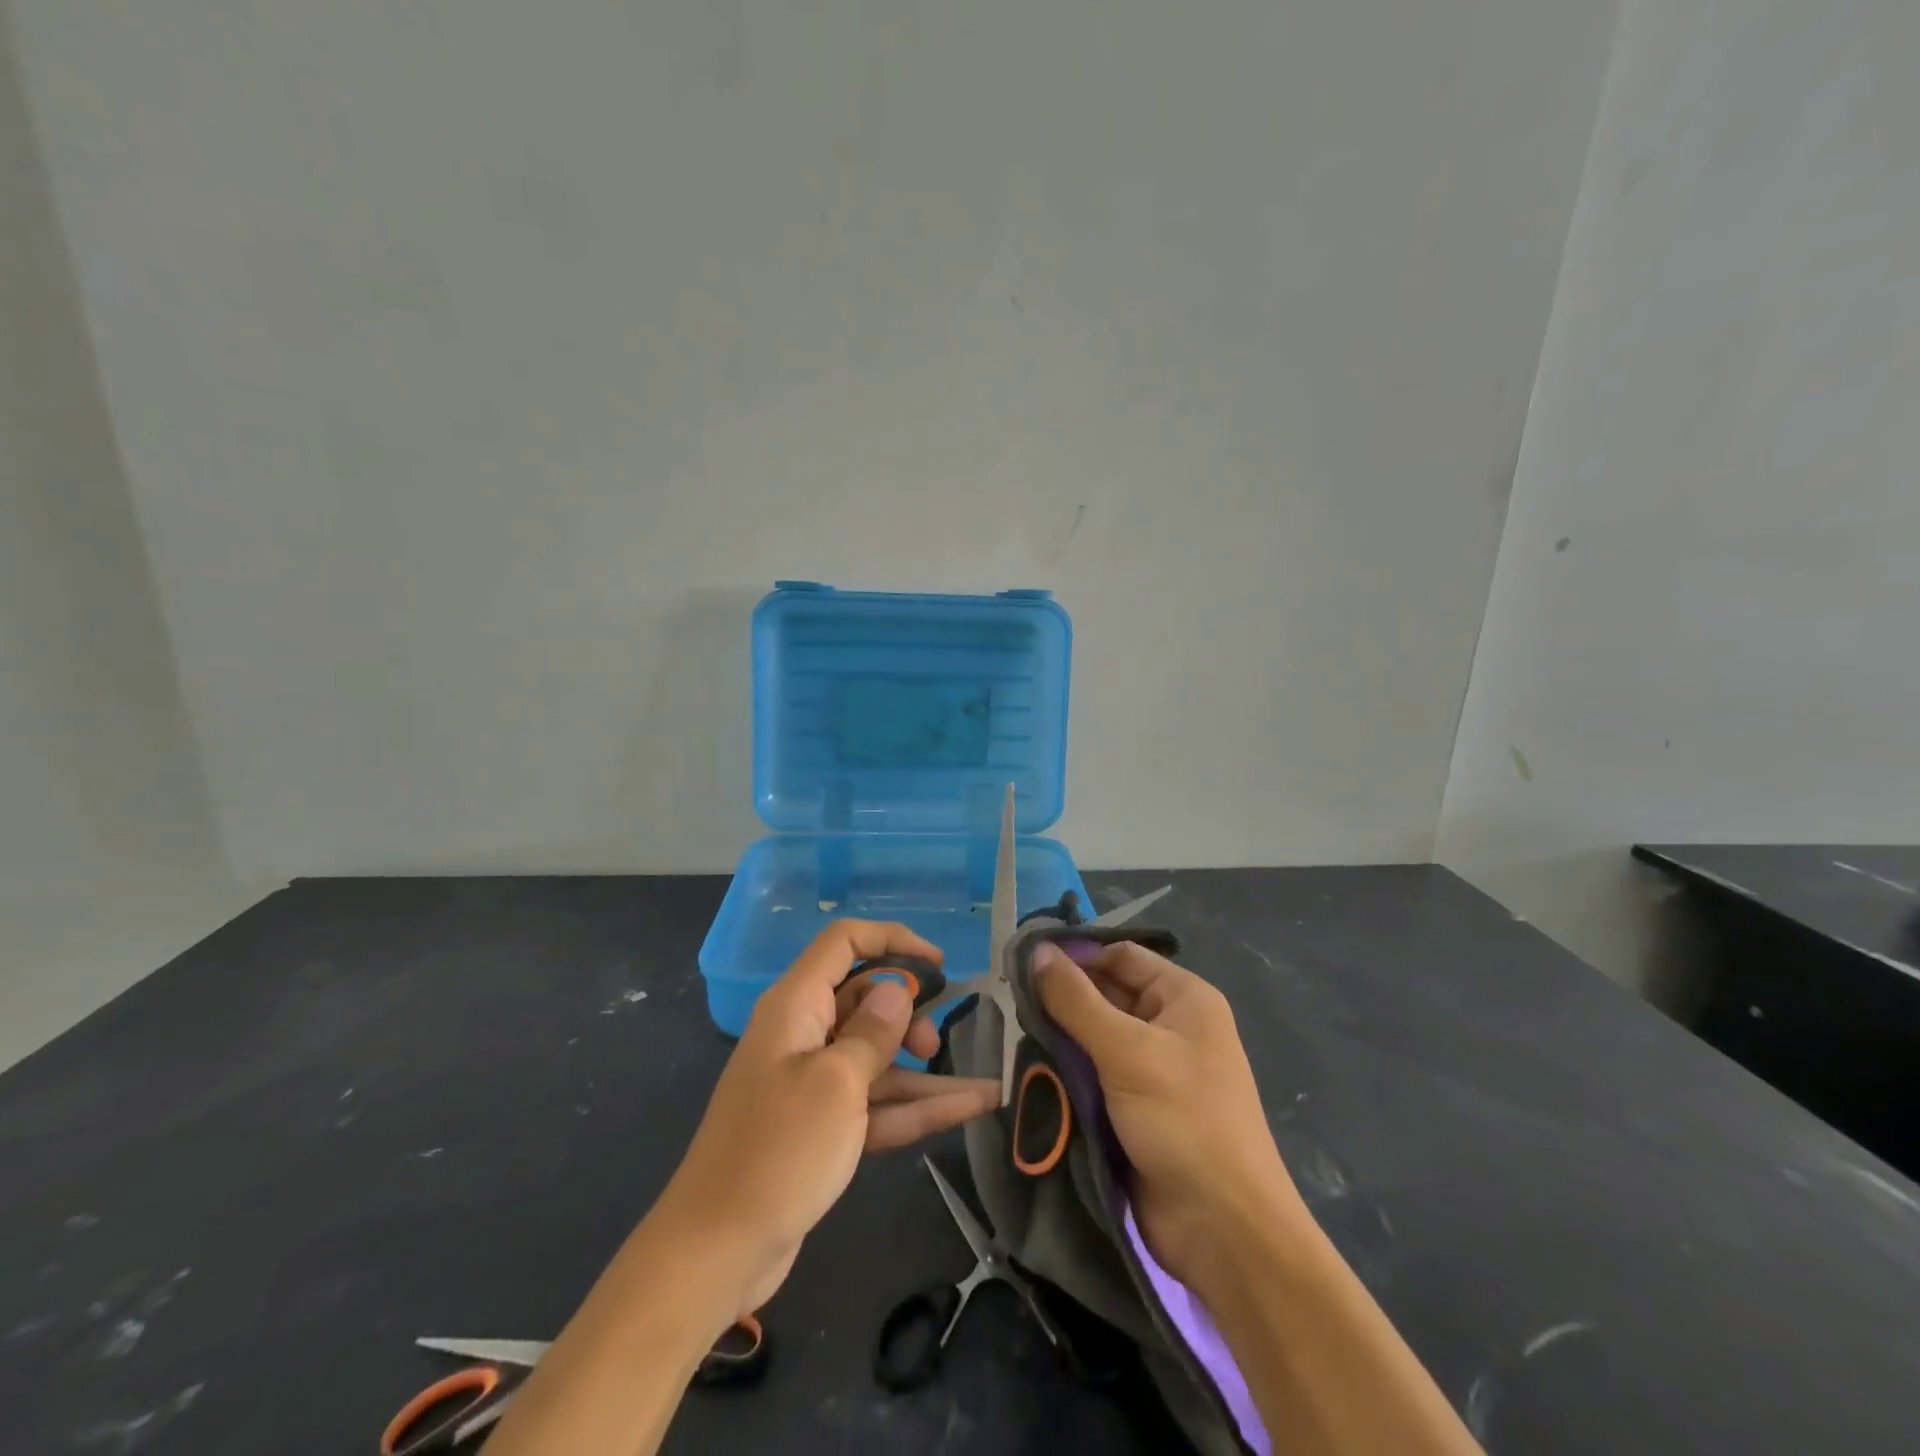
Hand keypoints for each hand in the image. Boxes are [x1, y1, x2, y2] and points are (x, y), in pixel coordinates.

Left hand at [651, 921, 999, 1318]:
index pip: (844, 942)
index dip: (893, 940)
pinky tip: (972, 1108)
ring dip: (925, 1069)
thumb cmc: (778, 1152)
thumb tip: (897, 988)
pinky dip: (917, 1106)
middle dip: (908, 1012)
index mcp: (796, 1006)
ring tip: (982, 1087)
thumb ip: (873, 1031)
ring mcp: (814, 1082)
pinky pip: (877, 1101)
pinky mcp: (824, 1126)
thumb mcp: (836, 1084)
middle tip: (934, 1044)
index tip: (939, 964)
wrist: (717, 1252)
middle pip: (865, 998)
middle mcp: (804, 1034)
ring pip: (878, 1056)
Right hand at [1032, 939, 1305, 1291]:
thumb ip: (1076, 1000)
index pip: (1120, 956)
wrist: (1223, 1232)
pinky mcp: (1134, 1108)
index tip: (1022, 961)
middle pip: (1105, 994)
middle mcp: (1170, 1026)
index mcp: (1183, 998)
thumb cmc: (1184, 1122)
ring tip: (1011, 1032)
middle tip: (1008, 999)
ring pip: (1094, 1036)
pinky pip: (1093, 1074)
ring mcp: (1152, 1069)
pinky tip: (1031, 1067)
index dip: (1076, 954)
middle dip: (1062, 998)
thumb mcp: (1127, 1052)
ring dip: (1059, 1037)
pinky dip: (1066, 1070)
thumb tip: (1036, 951)